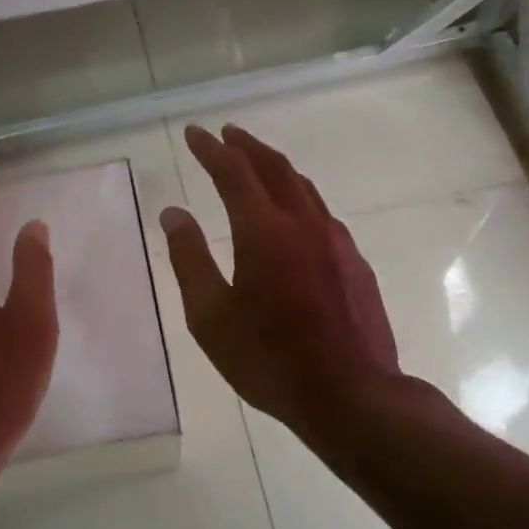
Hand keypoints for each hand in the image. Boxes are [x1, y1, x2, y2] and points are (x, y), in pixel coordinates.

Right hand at [161, 124, 400, 431]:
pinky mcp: (355, 261)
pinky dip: (298, 196)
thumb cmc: (270, 361)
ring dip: (275, 167)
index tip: (194, 133)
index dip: (211, 149)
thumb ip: (190, 259)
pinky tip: (292, 212)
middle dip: (246, 146)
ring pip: (303, 187)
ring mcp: (336, 241)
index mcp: (263, 232)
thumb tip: (174, 213)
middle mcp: (303, 223)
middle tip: (226, 134)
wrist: (353, 395)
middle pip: (274, 168)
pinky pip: (321, 212)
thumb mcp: (211, 317)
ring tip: (256, 162)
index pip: (233, 172)